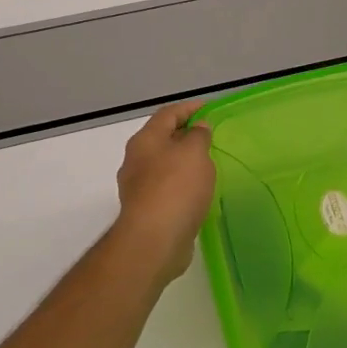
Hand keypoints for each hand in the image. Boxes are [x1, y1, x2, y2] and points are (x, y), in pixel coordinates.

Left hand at [114, 100, 215, 283]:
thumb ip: (198, 136)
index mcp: (145, 140)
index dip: (189, 107)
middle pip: (162, 139)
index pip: (168, 114)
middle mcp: (136, 160)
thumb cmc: (175, 188)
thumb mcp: (194, 153)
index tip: (209, 108)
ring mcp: (138, 187)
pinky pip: (166, 188)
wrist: (154, 240)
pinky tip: (197, 191)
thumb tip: (197, 127)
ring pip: (163, 165)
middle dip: (185, 134)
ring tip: (207, 163)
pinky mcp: (146, 210)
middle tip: (210, 136)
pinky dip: (181, 184)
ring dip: (183, 161)